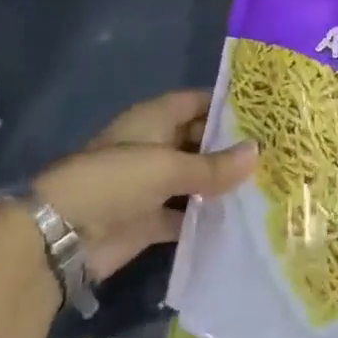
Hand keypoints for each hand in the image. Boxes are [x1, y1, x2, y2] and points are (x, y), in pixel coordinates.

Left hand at [31, 90, 256, 278]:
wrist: (62, 235)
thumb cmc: (115, 180)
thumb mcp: (167, 167)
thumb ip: (213, 165)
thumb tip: (259, 151)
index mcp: (154, 118)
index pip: (196, 101)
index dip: (226, 104)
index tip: (264, 110)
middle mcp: (155, 146)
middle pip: (198, 140)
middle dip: (230, 146)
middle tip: (275, 151)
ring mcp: (151, 185)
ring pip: (194, 178)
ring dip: (221, 183)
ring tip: (268, 185)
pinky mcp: (149, 220)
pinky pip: (185, 215)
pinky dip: (206, 218)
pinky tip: (240, 221)